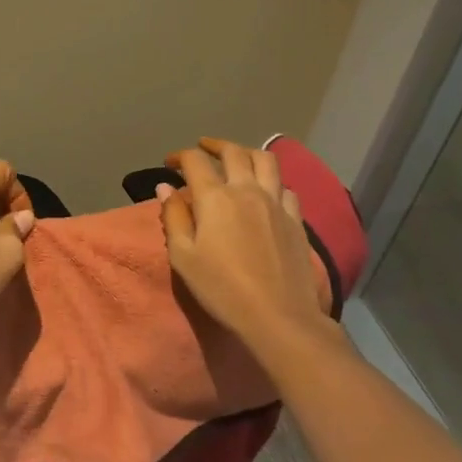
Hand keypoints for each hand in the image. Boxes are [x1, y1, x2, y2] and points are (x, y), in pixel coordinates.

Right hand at [158, 137, 337, 358]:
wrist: (278, 316)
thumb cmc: (222, 288)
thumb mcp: (183, 257)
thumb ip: (174, 217)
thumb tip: (165, 187)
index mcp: (215, 197)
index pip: (195, 160)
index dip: (179, 156)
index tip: (170, 164)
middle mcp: (247, 190)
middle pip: (233, 151)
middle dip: (214, 145)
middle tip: (202, 149)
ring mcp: (276, 203)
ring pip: (266, 160)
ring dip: (247, 153)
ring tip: (237, 159)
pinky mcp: (296, 220)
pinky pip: (285, 188)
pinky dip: (271, 182)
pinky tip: (265, 192)